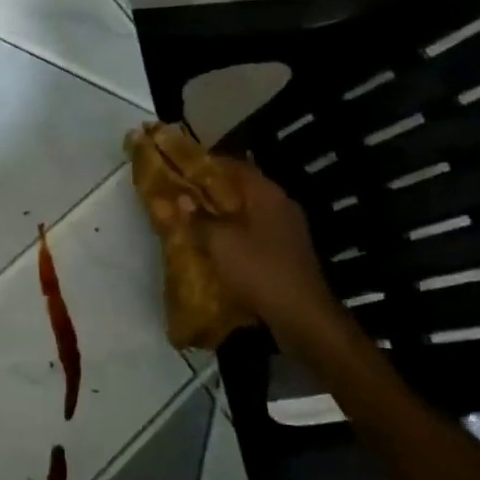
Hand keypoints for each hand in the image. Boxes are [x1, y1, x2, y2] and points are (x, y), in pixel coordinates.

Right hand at [194, 158, 341, 335]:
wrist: (300, 315)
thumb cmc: (259, 270)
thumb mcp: (220, 242)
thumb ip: (198, 218)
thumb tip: (181, 199)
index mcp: (267, 194)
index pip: (233, 165)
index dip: (204, 164)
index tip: (178, 167)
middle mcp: (280, 205)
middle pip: (240, 189)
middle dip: (209, 191)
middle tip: (180, 194)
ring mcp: (286, 229)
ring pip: (246, 213)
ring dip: (220, 215)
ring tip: (191, 219)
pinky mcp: (285, 252)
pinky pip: (253, 233)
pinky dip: (232, 234)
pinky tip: (213, 245)